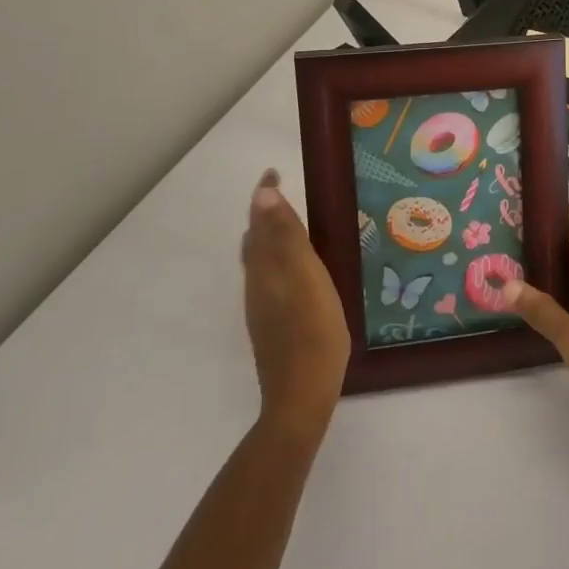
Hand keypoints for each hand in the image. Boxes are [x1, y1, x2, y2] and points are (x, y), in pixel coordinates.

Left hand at [242, 170, 349, 436]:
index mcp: (266, 269)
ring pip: (260, 263)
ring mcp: (263, 309)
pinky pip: (269, 281)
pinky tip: (297, 274)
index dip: (265, 197)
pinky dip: (277, 263)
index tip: (273, 173)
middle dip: (265, 216)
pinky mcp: (272, 326)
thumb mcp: (306, 276)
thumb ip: (287, 236)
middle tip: (283, 197)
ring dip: (269, 239)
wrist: (301, 395)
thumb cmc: (313, 331)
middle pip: (255, 242)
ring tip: (291, 228)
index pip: (260, 222)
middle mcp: (258, 285)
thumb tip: (263, 194)